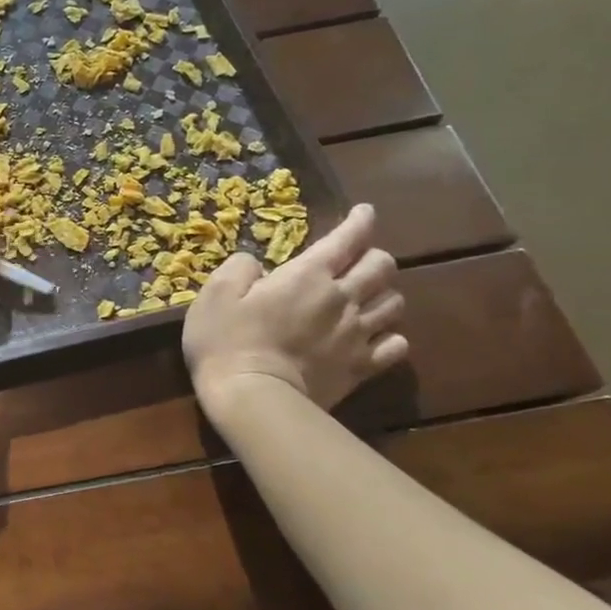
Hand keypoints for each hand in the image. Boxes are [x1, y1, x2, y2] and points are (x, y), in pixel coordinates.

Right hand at [181, 204, 408, 413]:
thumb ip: (238, 269)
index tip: (364, 212)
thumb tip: (253, 263)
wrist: (252, 397)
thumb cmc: (226, 341)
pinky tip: (376, 336)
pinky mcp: (361, 367)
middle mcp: (342, 298)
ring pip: (394, 303)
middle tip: (357, 259)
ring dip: (384, 293)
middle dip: (373, 256)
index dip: (359, 221)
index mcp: (307, 276)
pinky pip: (395, 345)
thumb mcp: (214, 295)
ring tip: (368, 296)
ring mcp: (357, 335)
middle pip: (381, 267)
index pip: (346, 239)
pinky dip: (390, 336)